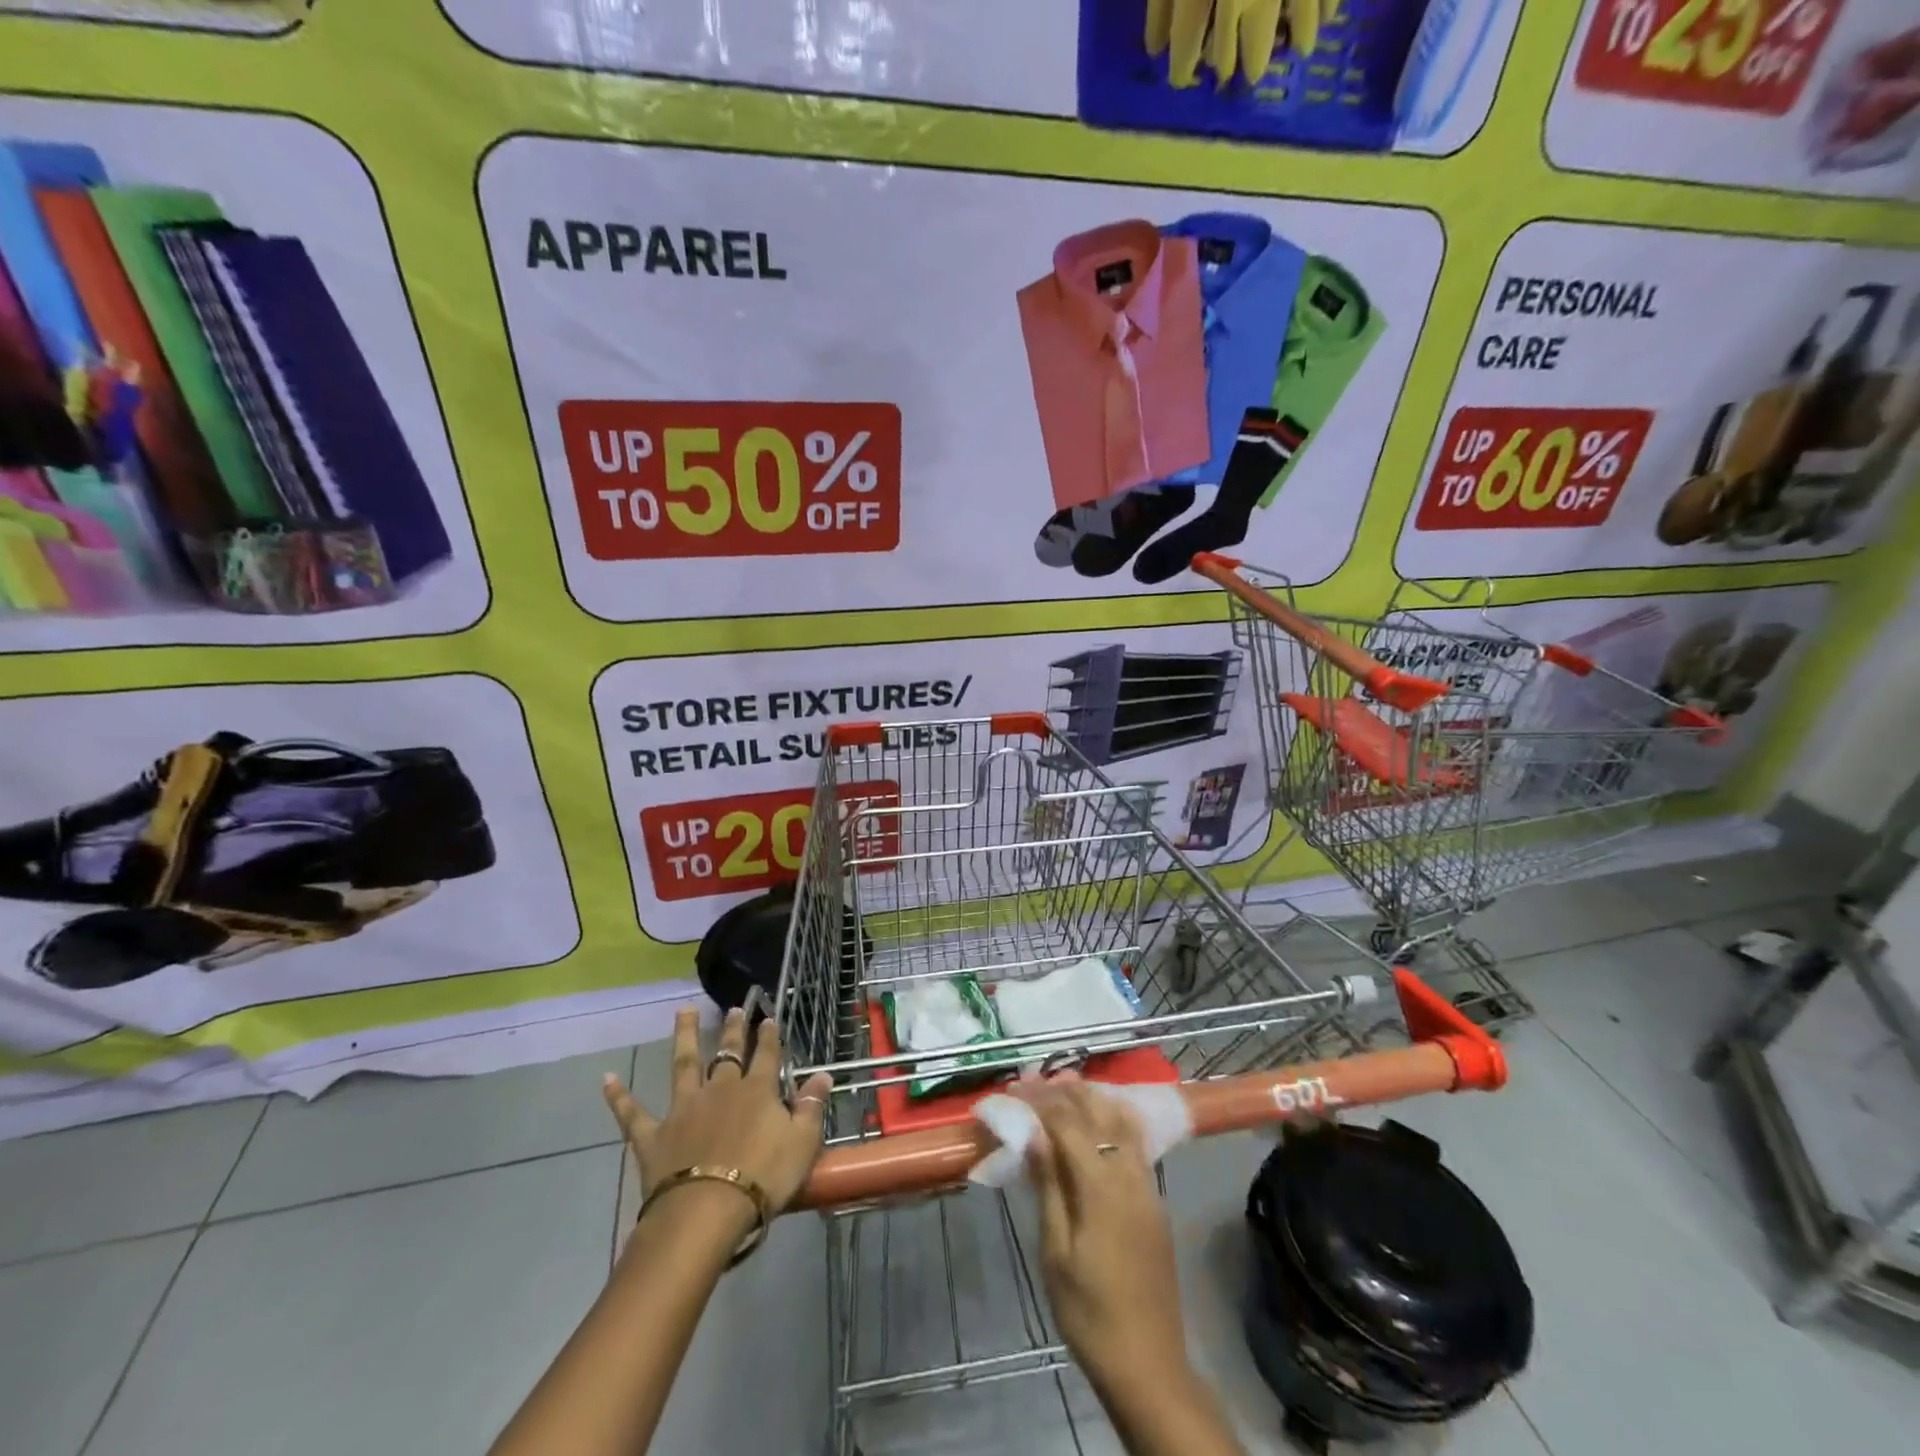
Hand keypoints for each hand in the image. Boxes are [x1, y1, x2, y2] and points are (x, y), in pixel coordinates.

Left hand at [603, 1007, 833, 1221]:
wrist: (705, 1211)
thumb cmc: (762, 1178)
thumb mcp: (802, 1144)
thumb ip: (811, 1107)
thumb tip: (823, 1076)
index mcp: (757, 1091)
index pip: (767, 1056)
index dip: (769, 1037)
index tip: (769, 1019)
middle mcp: (720, 1090)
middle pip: (727, 1053)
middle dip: (732, 1030)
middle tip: (734, 1008)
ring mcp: (683, 1109)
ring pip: (684, 1064)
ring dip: (684, 1036)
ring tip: (683, 1011)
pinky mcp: (653, 1135)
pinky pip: (632, 1112)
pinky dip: (619, 1096)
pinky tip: (606, 1079)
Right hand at [1020, 1081, 1190, 1394]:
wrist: (1148, 1363)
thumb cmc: (1089, 1311)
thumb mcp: (1055, 1253)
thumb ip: (1049, 1187)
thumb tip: (1034, 1134)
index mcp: (1102, 1187)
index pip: (1069, 1124)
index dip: (1041, 1102)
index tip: (1016, 1088)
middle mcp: (1129, 1175)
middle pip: (1099, 1114)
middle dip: (1066, 1092)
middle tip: (1036, 1079)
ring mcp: (1147, 1186)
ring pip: (1122, 1122)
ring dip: (1092, 1099)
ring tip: (1065, 1086)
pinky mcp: (1154, 1201)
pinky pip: (1134, 1142)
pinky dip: (1113, 1119)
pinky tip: (1099, 1120)